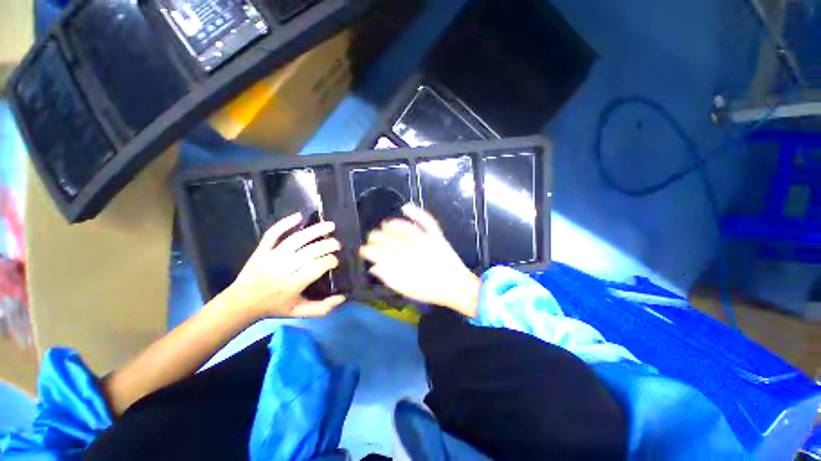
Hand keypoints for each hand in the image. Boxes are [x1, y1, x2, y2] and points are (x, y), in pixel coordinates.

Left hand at [224, 213, 345, 318]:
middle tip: (338, 244)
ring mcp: (270, 257)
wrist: (241, 303)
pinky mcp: (261, 249)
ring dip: (315, 231)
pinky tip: (300, 216)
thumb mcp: (299, 312)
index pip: (316, 268)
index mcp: (291, 286)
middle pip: (308, 252)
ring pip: (295, 240)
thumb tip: (343, 296)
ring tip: (330, 226)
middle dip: (327, 245)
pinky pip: (273, 233)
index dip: (330, 261)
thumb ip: (322, 307)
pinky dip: (285, 223)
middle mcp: (281, 269)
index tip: (336, 261)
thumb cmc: (274, 307)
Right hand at [359, 204, 480, 316]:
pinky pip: (426, 220)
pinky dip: (416, 211)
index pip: (380, 253)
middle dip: (376, 238)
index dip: (368, 250)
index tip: (363, 250)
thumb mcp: (408, 290)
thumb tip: (373, 267)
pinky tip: (406, 206)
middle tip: (370, 239)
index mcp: (404, 263)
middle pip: (390, 239)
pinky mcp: (437, 235)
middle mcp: (413, 248)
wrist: (457, 286)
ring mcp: (426, 239)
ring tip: (383, 225)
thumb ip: (390, 278)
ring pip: (404, 228)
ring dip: (391, 225)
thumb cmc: (431, 290)